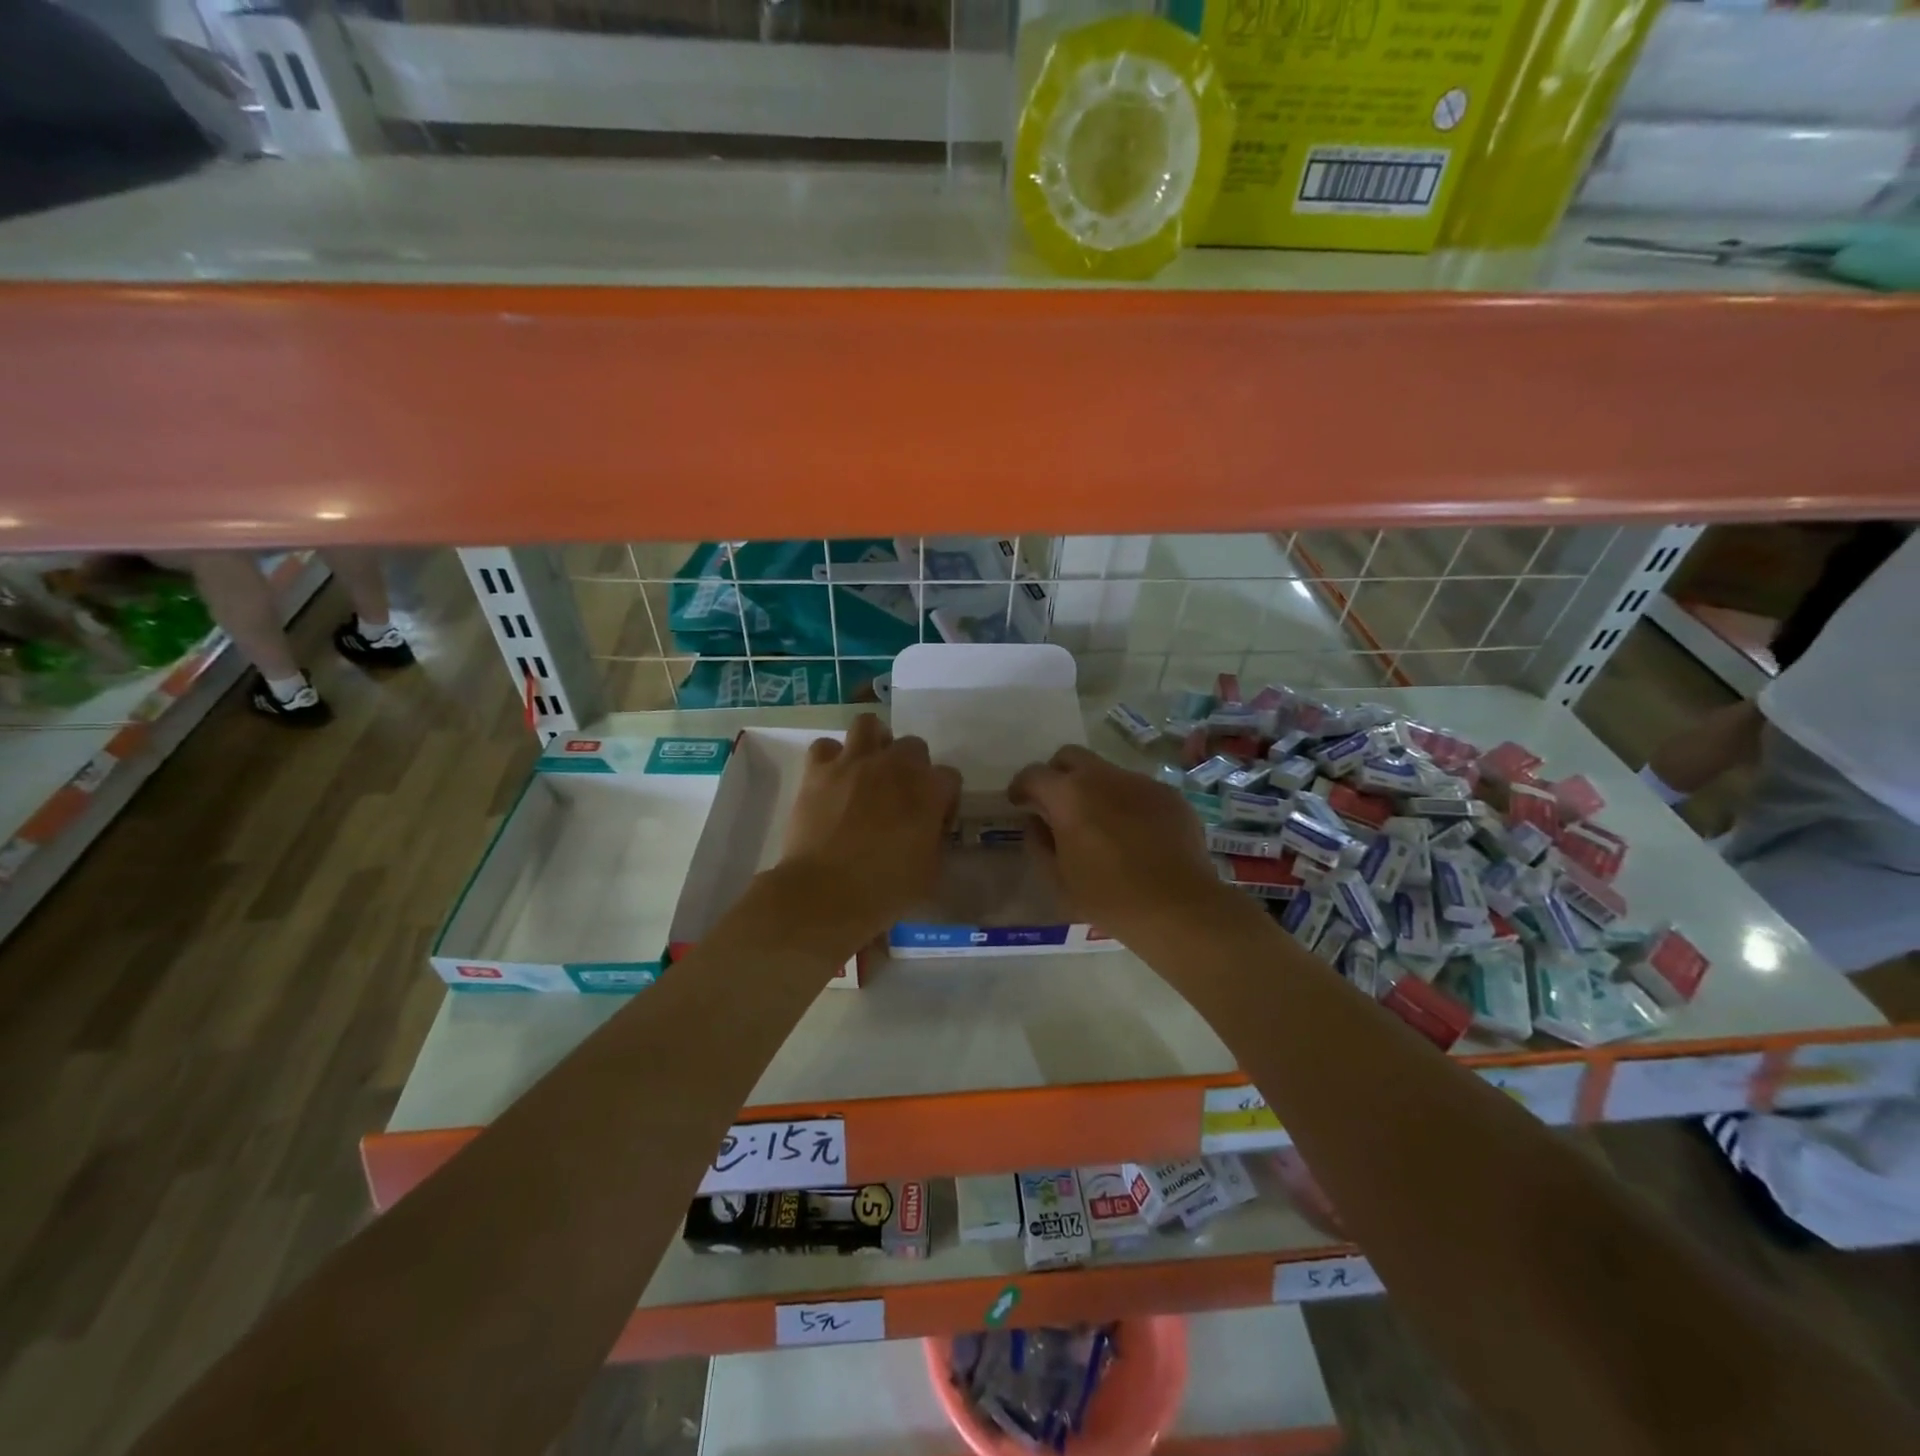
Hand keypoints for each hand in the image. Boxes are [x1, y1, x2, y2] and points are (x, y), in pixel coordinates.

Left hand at [780, 713, 961, 938]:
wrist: (824, 893)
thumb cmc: (884, 890)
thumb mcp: (930, 873)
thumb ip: (935, 841)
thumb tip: (929, 831)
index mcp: (928, 790)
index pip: (950, 777)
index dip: (944, 800)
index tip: (934, 823)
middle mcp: (895, 765)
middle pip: (914, 746)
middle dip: (913, 767)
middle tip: (901, 796)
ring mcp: (854, 763)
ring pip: (869, 724)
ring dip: (874, 742)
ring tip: (869, 766)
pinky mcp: (818, 770)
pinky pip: (826, 746)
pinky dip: (831, 758)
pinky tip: (833, 778)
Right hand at [1010, 745, 1228, 945]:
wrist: (1178, 907)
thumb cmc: (1109, 897)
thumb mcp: (1059, 879)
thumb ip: (1039, 843)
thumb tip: (1036, 821)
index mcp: (1069, 795)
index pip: (1034, 774)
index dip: (1021, 786)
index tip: (1018, 802)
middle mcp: (1103, 777)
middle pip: (1070, 756)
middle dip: (1057, 773)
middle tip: (1056, 803)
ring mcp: (1140, 782)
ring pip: (1107, 772)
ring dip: (1094, 789)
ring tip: (1100, 823)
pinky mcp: (1169, 795)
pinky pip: (1138, 789)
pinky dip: (1126, 802)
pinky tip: (1134, 834)